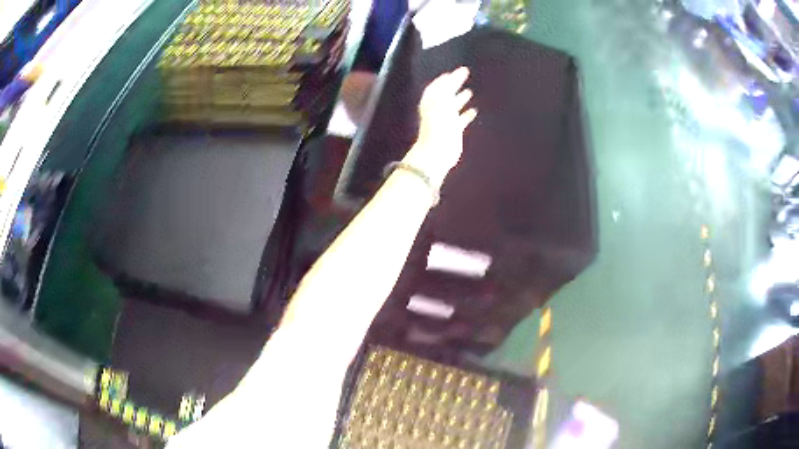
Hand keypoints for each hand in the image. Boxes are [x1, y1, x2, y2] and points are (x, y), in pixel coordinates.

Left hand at [403, 67, 477, 188]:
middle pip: (446, 93)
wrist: (437, 151)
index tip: (452, 72)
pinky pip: (461, 120)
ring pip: (454, 106)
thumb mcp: (442, 102)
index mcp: (432, 102)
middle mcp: (437, 109)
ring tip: (469, 92)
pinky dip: (467, 115)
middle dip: (454, 84)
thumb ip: (448, 88)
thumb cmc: (438, 126)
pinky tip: (473, 111)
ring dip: (461, 98)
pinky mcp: (453, 131)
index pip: (438, 86)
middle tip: (463, 75)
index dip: (444, 79)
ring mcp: (445, 120)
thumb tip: (452, 75)